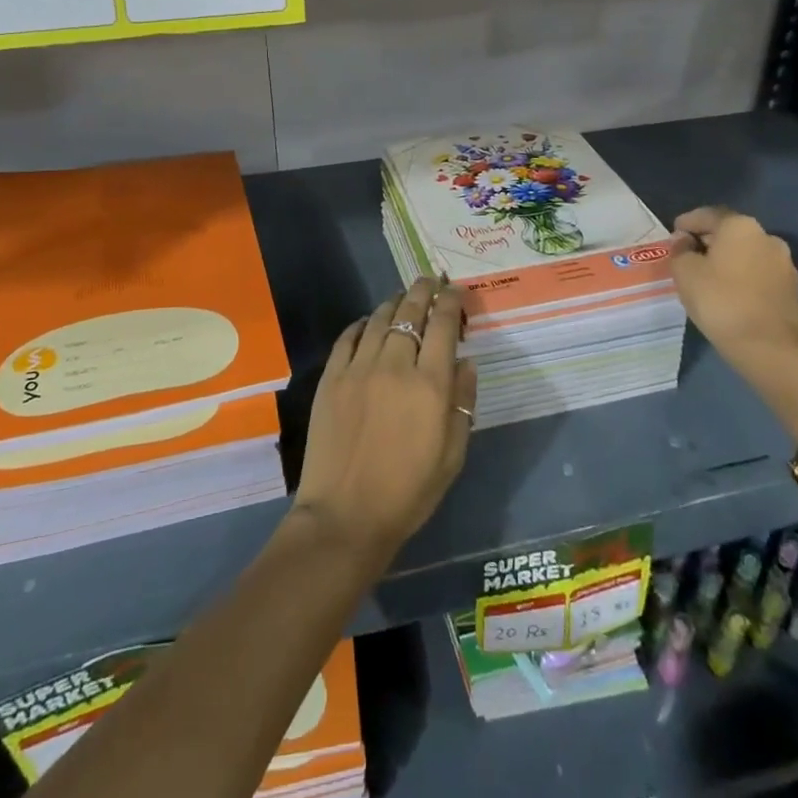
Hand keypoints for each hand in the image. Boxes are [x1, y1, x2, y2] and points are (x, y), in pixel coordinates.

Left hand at [291, 278, 478, 563]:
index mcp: (430, 385)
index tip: (456, 292)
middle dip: (423, 291)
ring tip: (402, 298)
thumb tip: (466, 362)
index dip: (452, 302)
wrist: (345, 516)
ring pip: (378, 318)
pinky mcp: (331, 377)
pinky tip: (368, 323)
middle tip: (430, 281)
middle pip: (410, 312)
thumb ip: (462, 401)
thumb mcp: (452, 454)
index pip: (443, 325)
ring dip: (394, 303)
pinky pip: (348, 336)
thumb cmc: (408, 492)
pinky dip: (361, 324)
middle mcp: (395, 365)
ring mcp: (358, 368)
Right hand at [668, 206, 797, 365]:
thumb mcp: (684, 272)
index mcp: (740, 226)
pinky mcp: (792, 290)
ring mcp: (784, 264)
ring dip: (727, 260)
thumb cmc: (721, 301)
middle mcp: (767, 237)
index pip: (708, 215)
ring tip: (707, 277)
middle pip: (730, 233)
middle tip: (687, 255)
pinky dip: (742, 277)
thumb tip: (684, 241)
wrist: (770, 349)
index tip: (674, 234)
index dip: (687, 222)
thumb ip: (680, 250)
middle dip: (708, 241)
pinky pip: (758, 274)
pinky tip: (728, 294)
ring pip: (746, 254)